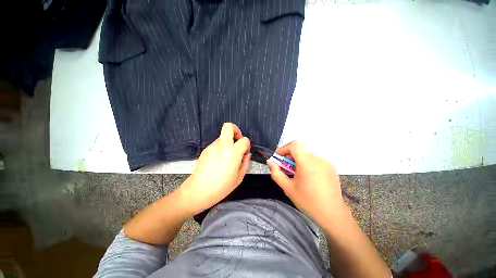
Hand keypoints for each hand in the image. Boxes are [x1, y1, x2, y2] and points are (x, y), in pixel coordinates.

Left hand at [178, 123, 250, 215]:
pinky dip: (221, 148)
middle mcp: (222, 145)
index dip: (247, 145)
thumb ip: (246, 163)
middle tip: (237, 141)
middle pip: (228, 126)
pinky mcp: (205, 150)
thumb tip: (246, 154)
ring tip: (227, 156)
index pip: (244, 140)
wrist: (198, 191)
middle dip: (236, 130)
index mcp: (233, 152)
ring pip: (223, 137)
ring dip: (228, 142)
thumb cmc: (221, 187)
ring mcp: (212, 146)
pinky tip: (219, 160)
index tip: (245, 152)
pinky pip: (216, 144)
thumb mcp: (239, 177)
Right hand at [267, 141, 344, 224]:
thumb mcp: (288, 188)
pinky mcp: (331, 167)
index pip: (294, 145)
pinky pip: (315, 160)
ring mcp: (326, 162)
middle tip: (285, 168)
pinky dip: (307, 164)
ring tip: (296, 174)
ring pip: (307, 155)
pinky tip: (307, 177)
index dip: (284, 149)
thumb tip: (269, 162)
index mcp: (307, 163)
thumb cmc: (308, 201)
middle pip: (300, 150)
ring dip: (298, 160)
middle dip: (289, 156)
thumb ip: (276, 173)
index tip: (278, 158)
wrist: (332, 214)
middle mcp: (318, 159)